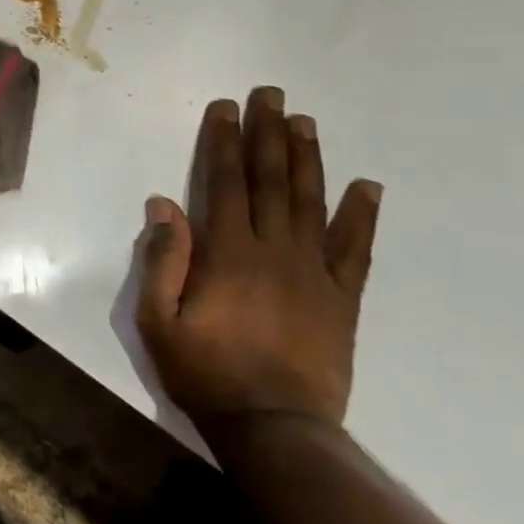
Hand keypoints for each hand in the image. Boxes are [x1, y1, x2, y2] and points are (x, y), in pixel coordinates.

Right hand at [136, 87, 382, 432]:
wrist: (275, 428)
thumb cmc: (204, 372)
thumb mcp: (157, 319)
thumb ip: (161, 260)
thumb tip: (164, 204)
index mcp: (227, 253)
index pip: (224, 183)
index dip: (223, 142)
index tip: (225, 107)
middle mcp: (273, 251)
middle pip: (270, 181)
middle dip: (267, 134)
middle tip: (271, 94)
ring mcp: (313, 273)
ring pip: (311, 203)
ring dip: (308, 158)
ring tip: (305, 122)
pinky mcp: (341, 299)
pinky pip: (354, 249)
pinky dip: (361, 216)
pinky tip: (367, 186)